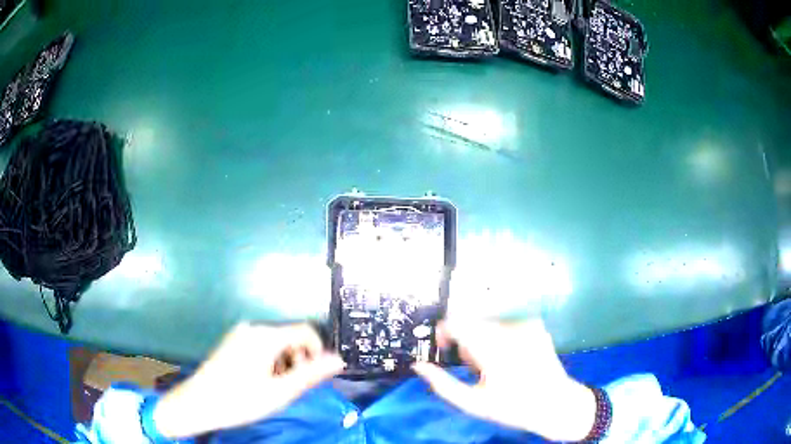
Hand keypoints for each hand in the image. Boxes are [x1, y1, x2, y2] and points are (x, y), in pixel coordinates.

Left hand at [153, 322, 343, 437]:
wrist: (198, 404)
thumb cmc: (240, 400)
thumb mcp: (280, 392)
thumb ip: (311, 374)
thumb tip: (339, 360)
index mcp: (265, 336)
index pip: (306, 331)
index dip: (318, 352)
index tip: (315, 376)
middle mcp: (253, 328)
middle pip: (290, 336)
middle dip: (299, 359)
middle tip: (292, 386)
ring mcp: (240, 334)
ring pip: (277, 342)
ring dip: (285, 362)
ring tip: (275, 387)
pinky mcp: (232, 342)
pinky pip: (262, 345)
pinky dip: (270, 361)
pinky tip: (260, 381)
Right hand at [413, 319, 595, 441]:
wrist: (556, 403)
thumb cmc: (513, 407)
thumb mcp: (473, 403)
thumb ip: (442, 385)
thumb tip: (419, 366)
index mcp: (492, 348)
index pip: (455, 323)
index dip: (443, 333)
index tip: (444, 351)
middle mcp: (509, 329)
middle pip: (471, 324)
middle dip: (466, 343)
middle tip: (475, 369)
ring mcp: (526, 325)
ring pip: (488, 325)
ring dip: (483, 341)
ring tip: (495, 366)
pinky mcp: (535, 326)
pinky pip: (506, 326)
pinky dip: (501, 339)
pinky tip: (511, 359)